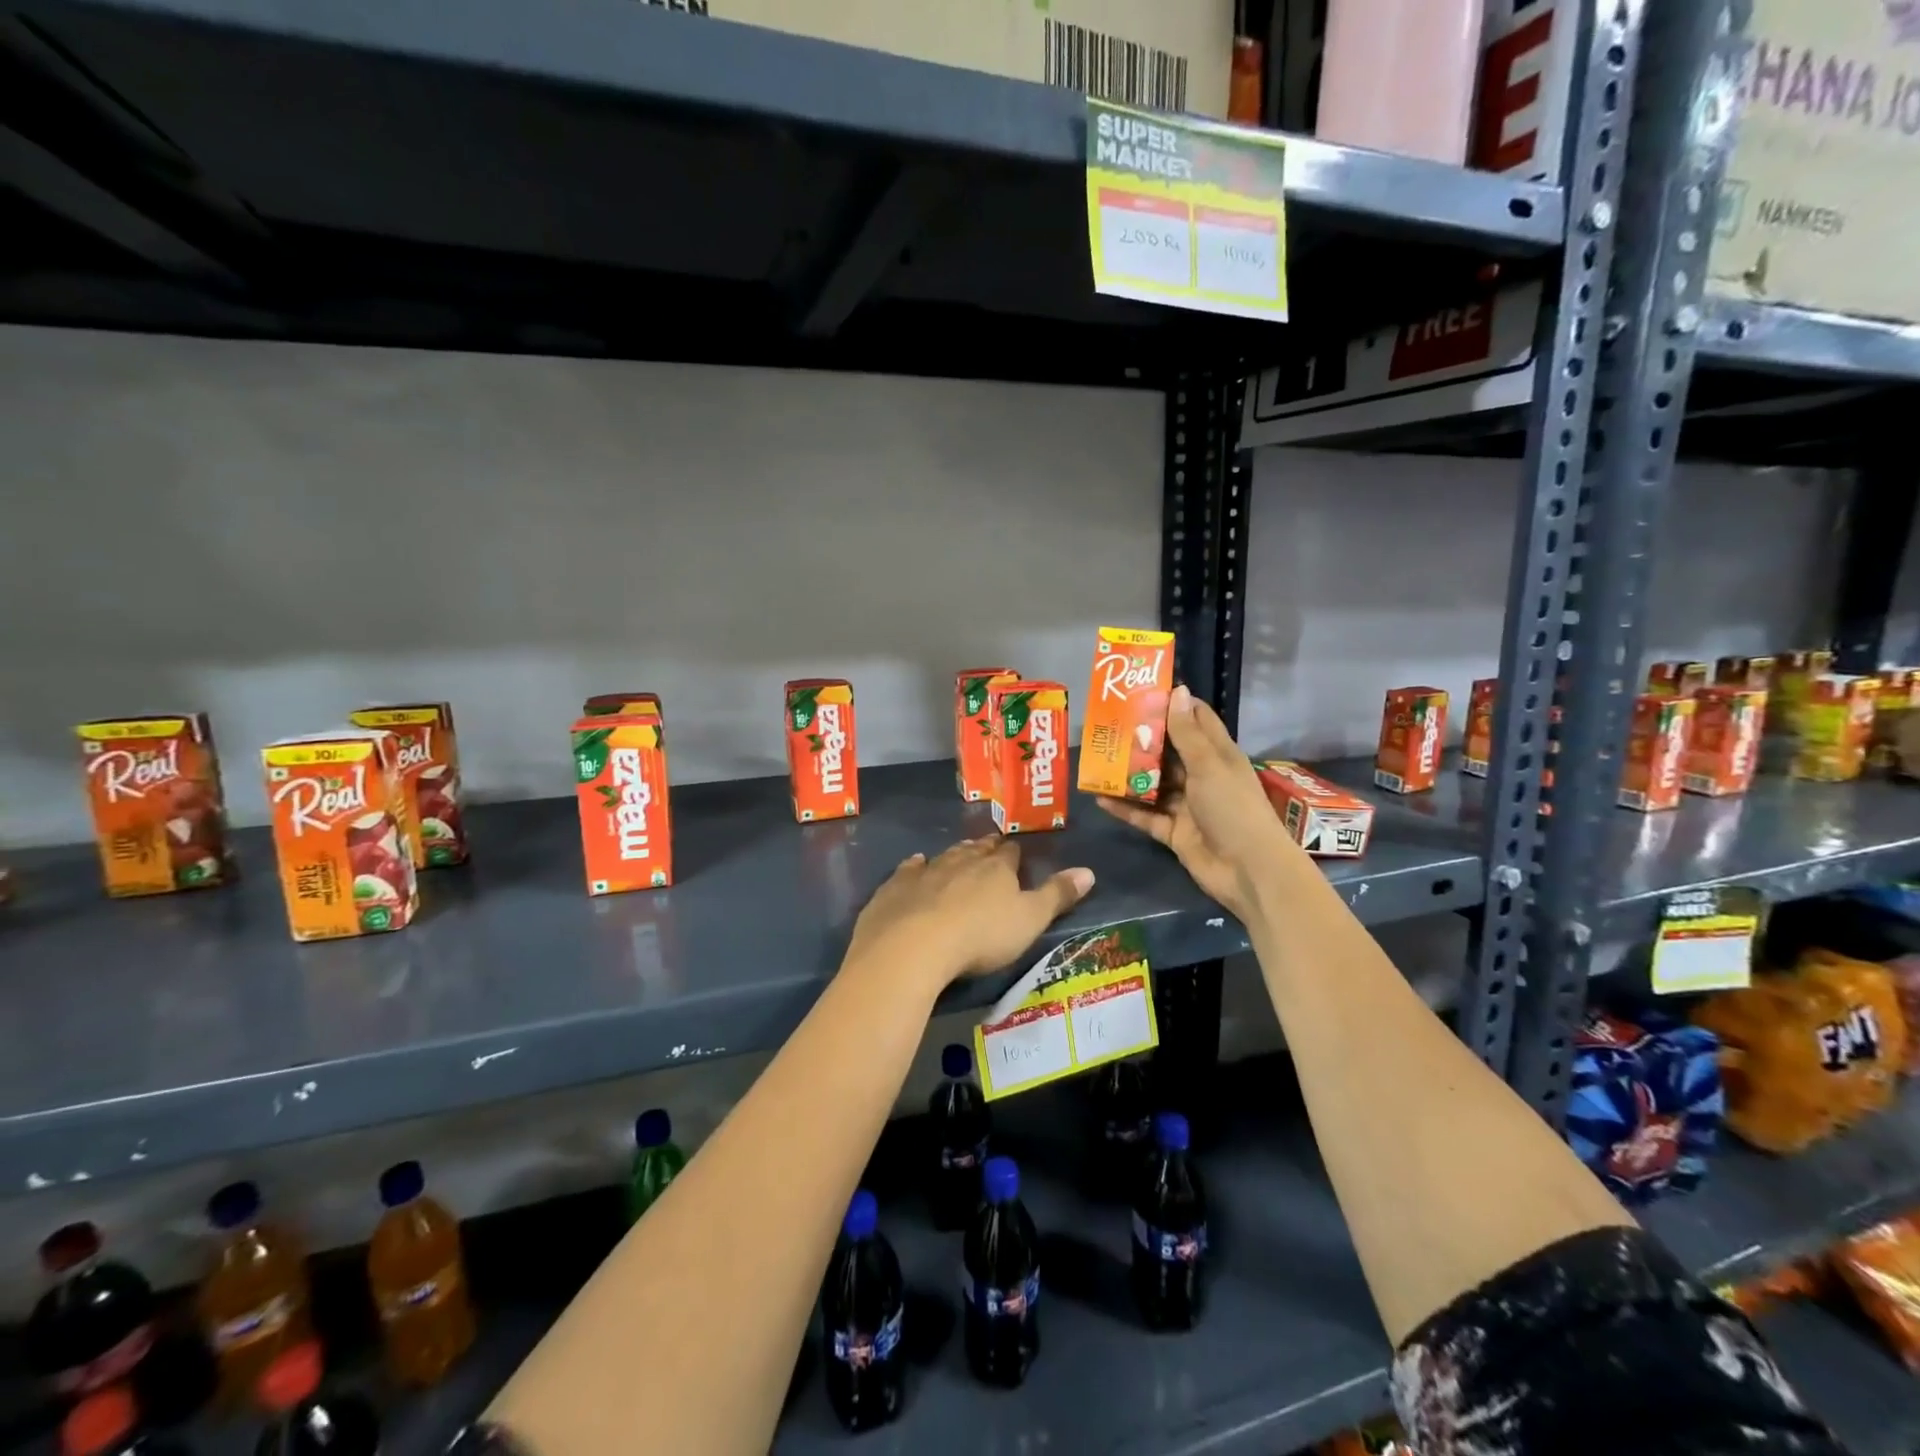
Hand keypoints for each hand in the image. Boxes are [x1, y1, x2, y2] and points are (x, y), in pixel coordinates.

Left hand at [845, 837, 1094, 994]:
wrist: (913, 946)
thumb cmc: (980, 935)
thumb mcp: (1030, 920)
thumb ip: (1058, 895)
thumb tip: (1089, 870)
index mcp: (996, 868)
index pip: (1010, 853)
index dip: (1014, 853)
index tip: (1016, 853)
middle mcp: (960, 861)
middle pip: (976, 850)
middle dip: (984, 849)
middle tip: (989, 847)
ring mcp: (925, 871)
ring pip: (944, 856)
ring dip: (953, 855)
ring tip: (959, 854)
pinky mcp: (896, 887)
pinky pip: (909, 869)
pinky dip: (915, 866)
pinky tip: (916, 863)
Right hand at [1095, 684, 1304, 922]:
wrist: (1248, 871)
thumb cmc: (1233, 808)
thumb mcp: (1209, 765)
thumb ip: (1187, 732)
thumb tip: (1178, 690)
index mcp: (1218, 755)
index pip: (1196, 720)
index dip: (1173, 705)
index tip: (1141, 691)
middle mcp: (1201, 776)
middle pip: (1168, 752)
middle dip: (1141, 739)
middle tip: (1107, 724)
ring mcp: (1186, 806)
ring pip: (1153, 785)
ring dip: (1128, 775)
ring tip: (1097, 759)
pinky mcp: (1173, 832)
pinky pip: (1144, 816)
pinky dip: (1124, 808)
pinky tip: (1098, 798)